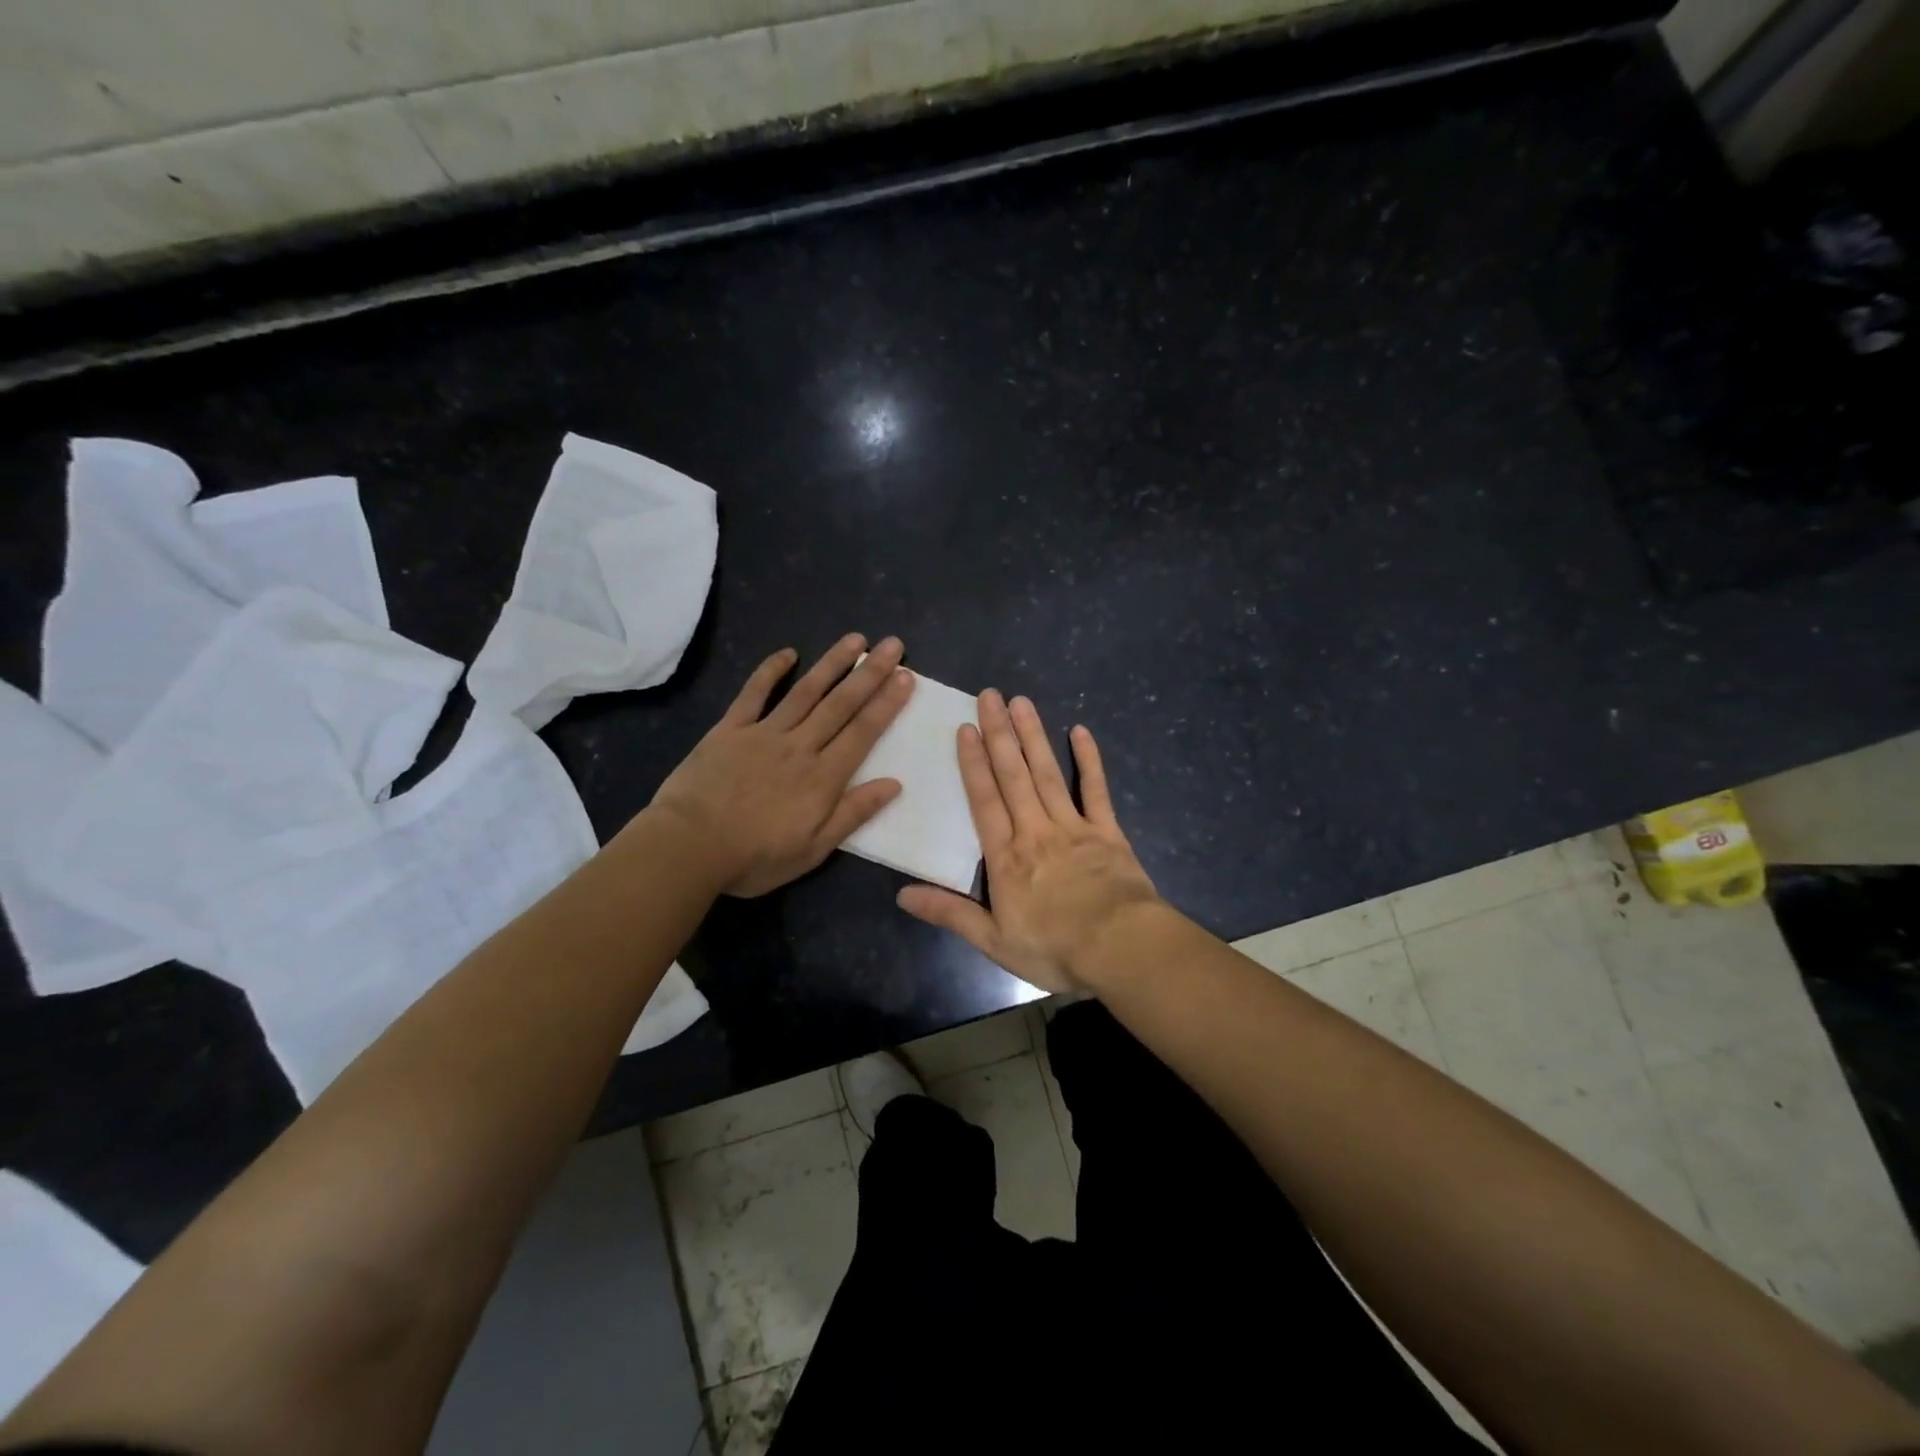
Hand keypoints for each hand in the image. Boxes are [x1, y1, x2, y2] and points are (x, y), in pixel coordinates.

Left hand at [647, 635, 914, 896]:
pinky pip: (753, 694)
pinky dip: (770, 671)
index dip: (887, 704)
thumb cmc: (755, 857)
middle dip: (870, 673)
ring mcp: (764, 733)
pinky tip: (788, 652)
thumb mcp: (813, 849)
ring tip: (856, 639)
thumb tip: (894, 784)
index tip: (906, 677)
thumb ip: (853, 813)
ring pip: (805, 691)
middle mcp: (800, 746)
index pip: (863, 732)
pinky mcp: (730, 729)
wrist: (689, 846)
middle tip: (893, 645)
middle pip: (841, 704)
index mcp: (823, 777)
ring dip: (832, 664)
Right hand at [897, 691, 1160, 994]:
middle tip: (990, 695)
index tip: (966, 729)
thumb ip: (950, 913)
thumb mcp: (994, 941)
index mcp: (1007, 856)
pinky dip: (1089, 760)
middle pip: (1014, 776)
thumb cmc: (1055, 948)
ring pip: (1048, 773)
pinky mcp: (1108, 831)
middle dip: (1000, 734)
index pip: (985, 800)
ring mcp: (1074, 826)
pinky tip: (1080, 731)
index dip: (974, 763)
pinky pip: (1096, 790)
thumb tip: (901, 895)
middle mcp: (1036, 830)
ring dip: (1033, 736)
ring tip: (1022, 702)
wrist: (1120, 948)